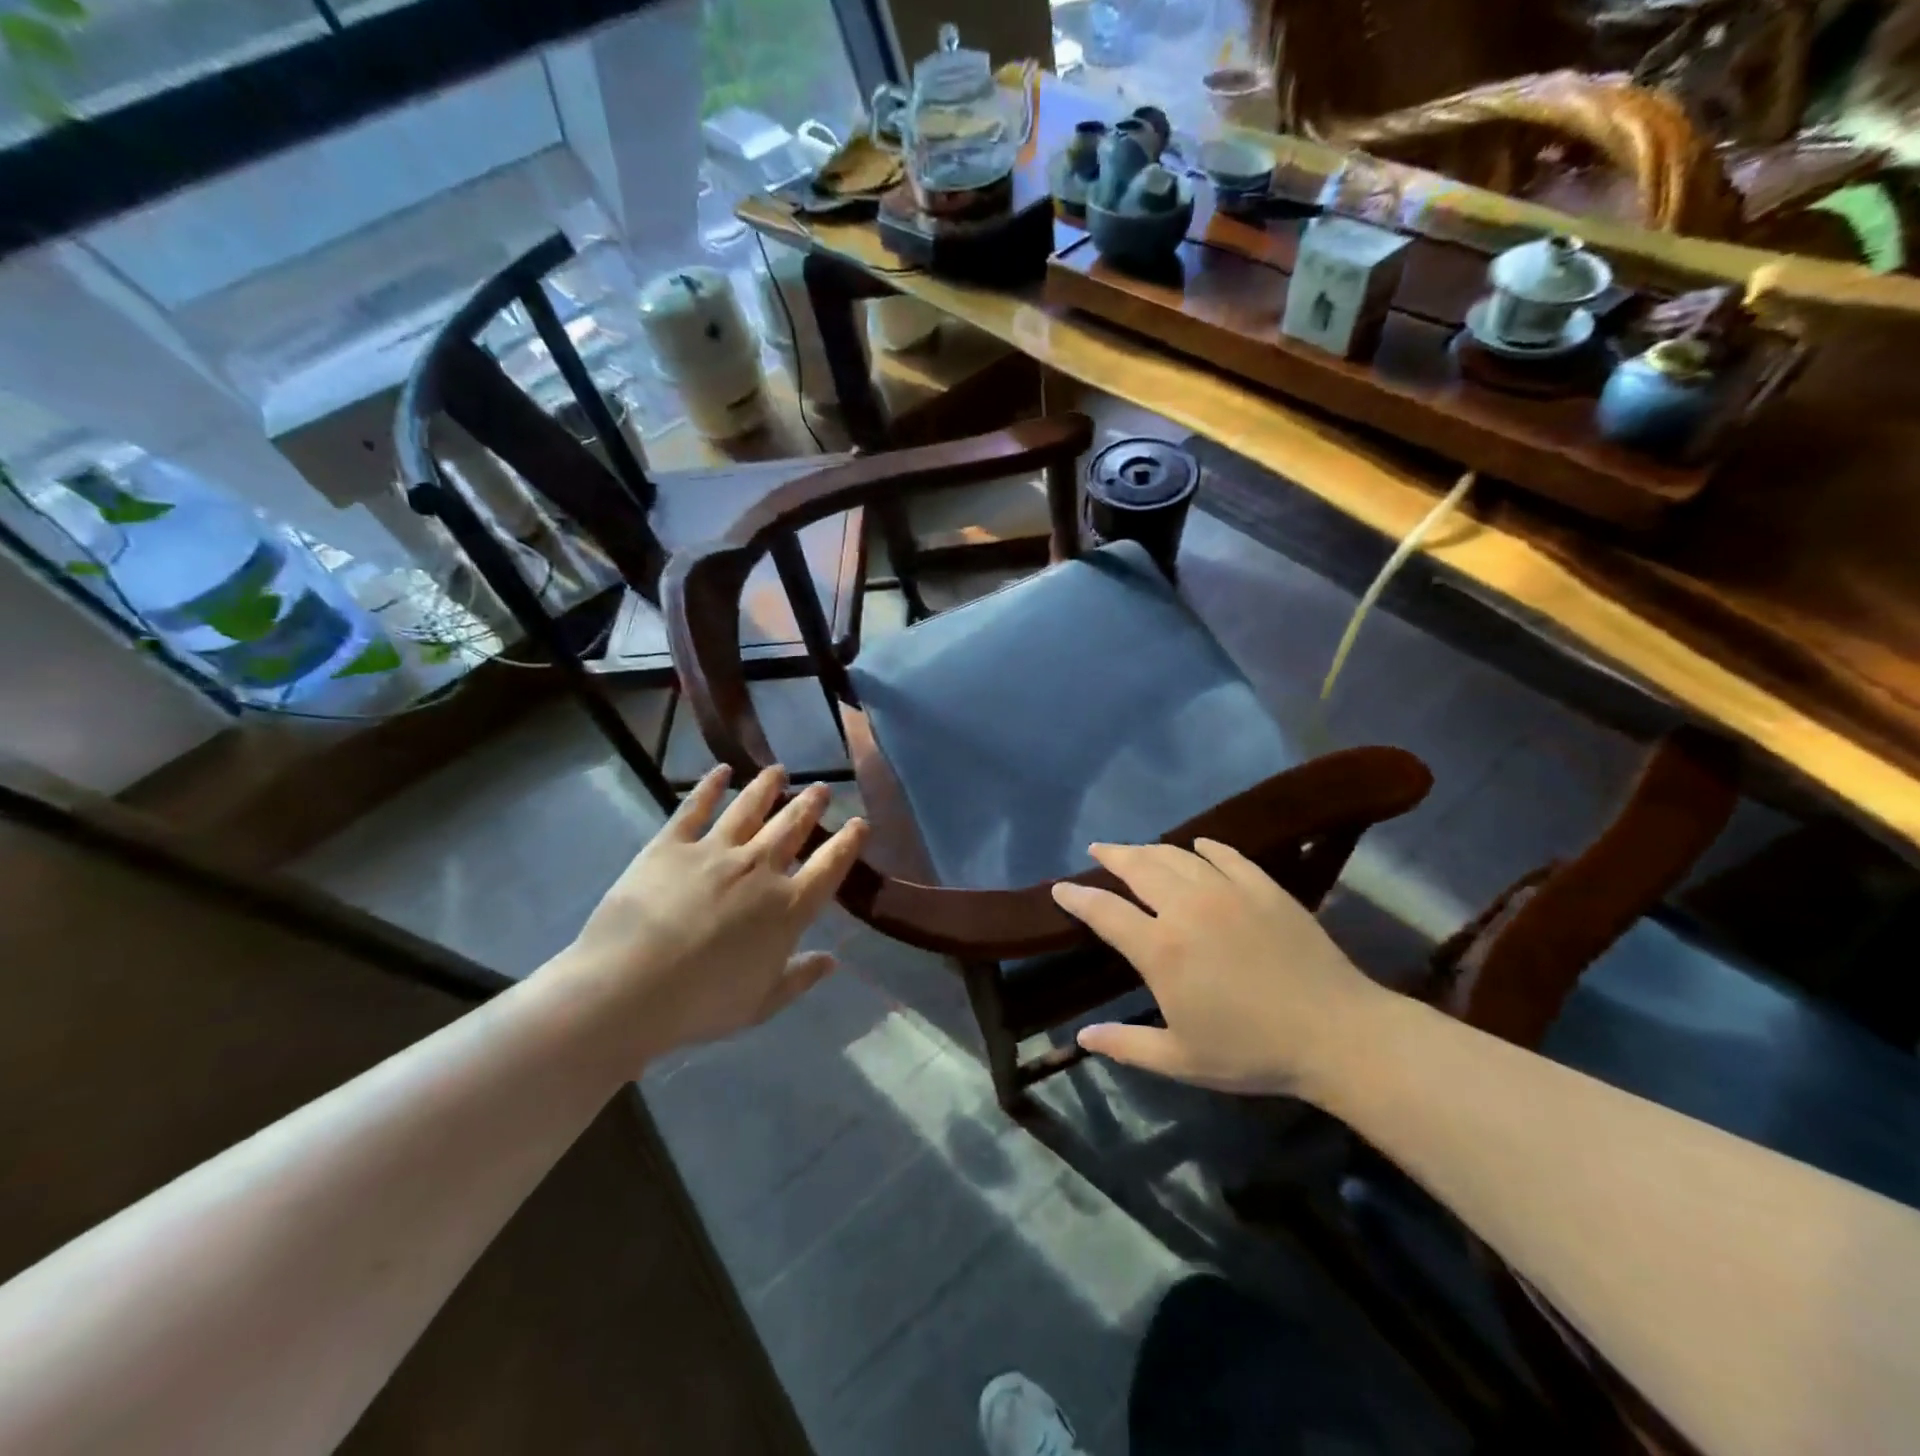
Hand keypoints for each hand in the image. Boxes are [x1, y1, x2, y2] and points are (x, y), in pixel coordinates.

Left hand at [554, 765, 867, 1064]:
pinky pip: (695, 808)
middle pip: (792, 827)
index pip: (830, 865)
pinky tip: (720, 770)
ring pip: (750, 808)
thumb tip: (832, 961)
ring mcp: (715, 851)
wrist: (629, 988)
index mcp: (787, 907)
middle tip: (820, 788)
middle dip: (810, 804)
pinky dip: (709, 786)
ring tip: (779, 771)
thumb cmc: (702, 1004)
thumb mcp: (761, 1003)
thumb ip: (800, 977)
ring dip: (767, 787)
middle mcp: (759, 868)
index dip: (848, 842)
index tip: (860, 822)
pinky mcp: (671, 845)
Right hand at [1051, 839, 1387, 1097]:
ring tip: (1137, 849)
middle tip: (1098, 850)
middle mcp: (1186, 908)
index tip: (1061, 888)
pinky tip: (1198, 846)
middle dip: (1112, 855)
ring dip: (1150, 849)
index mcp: (1161, 949)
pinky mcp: (1263, 887)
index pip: (1104, 911)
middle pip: (1138, 867)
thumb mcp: (1181, 1059)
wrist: (1336, 1033)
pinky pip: (1226, 855)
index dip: (1077, 897)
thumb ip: (1127, 1045)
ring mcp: (1227, 891)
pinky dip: (1205, 847)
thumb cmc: (1252, 1051)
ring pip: (1177, 856)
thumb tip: (1082, 1037)